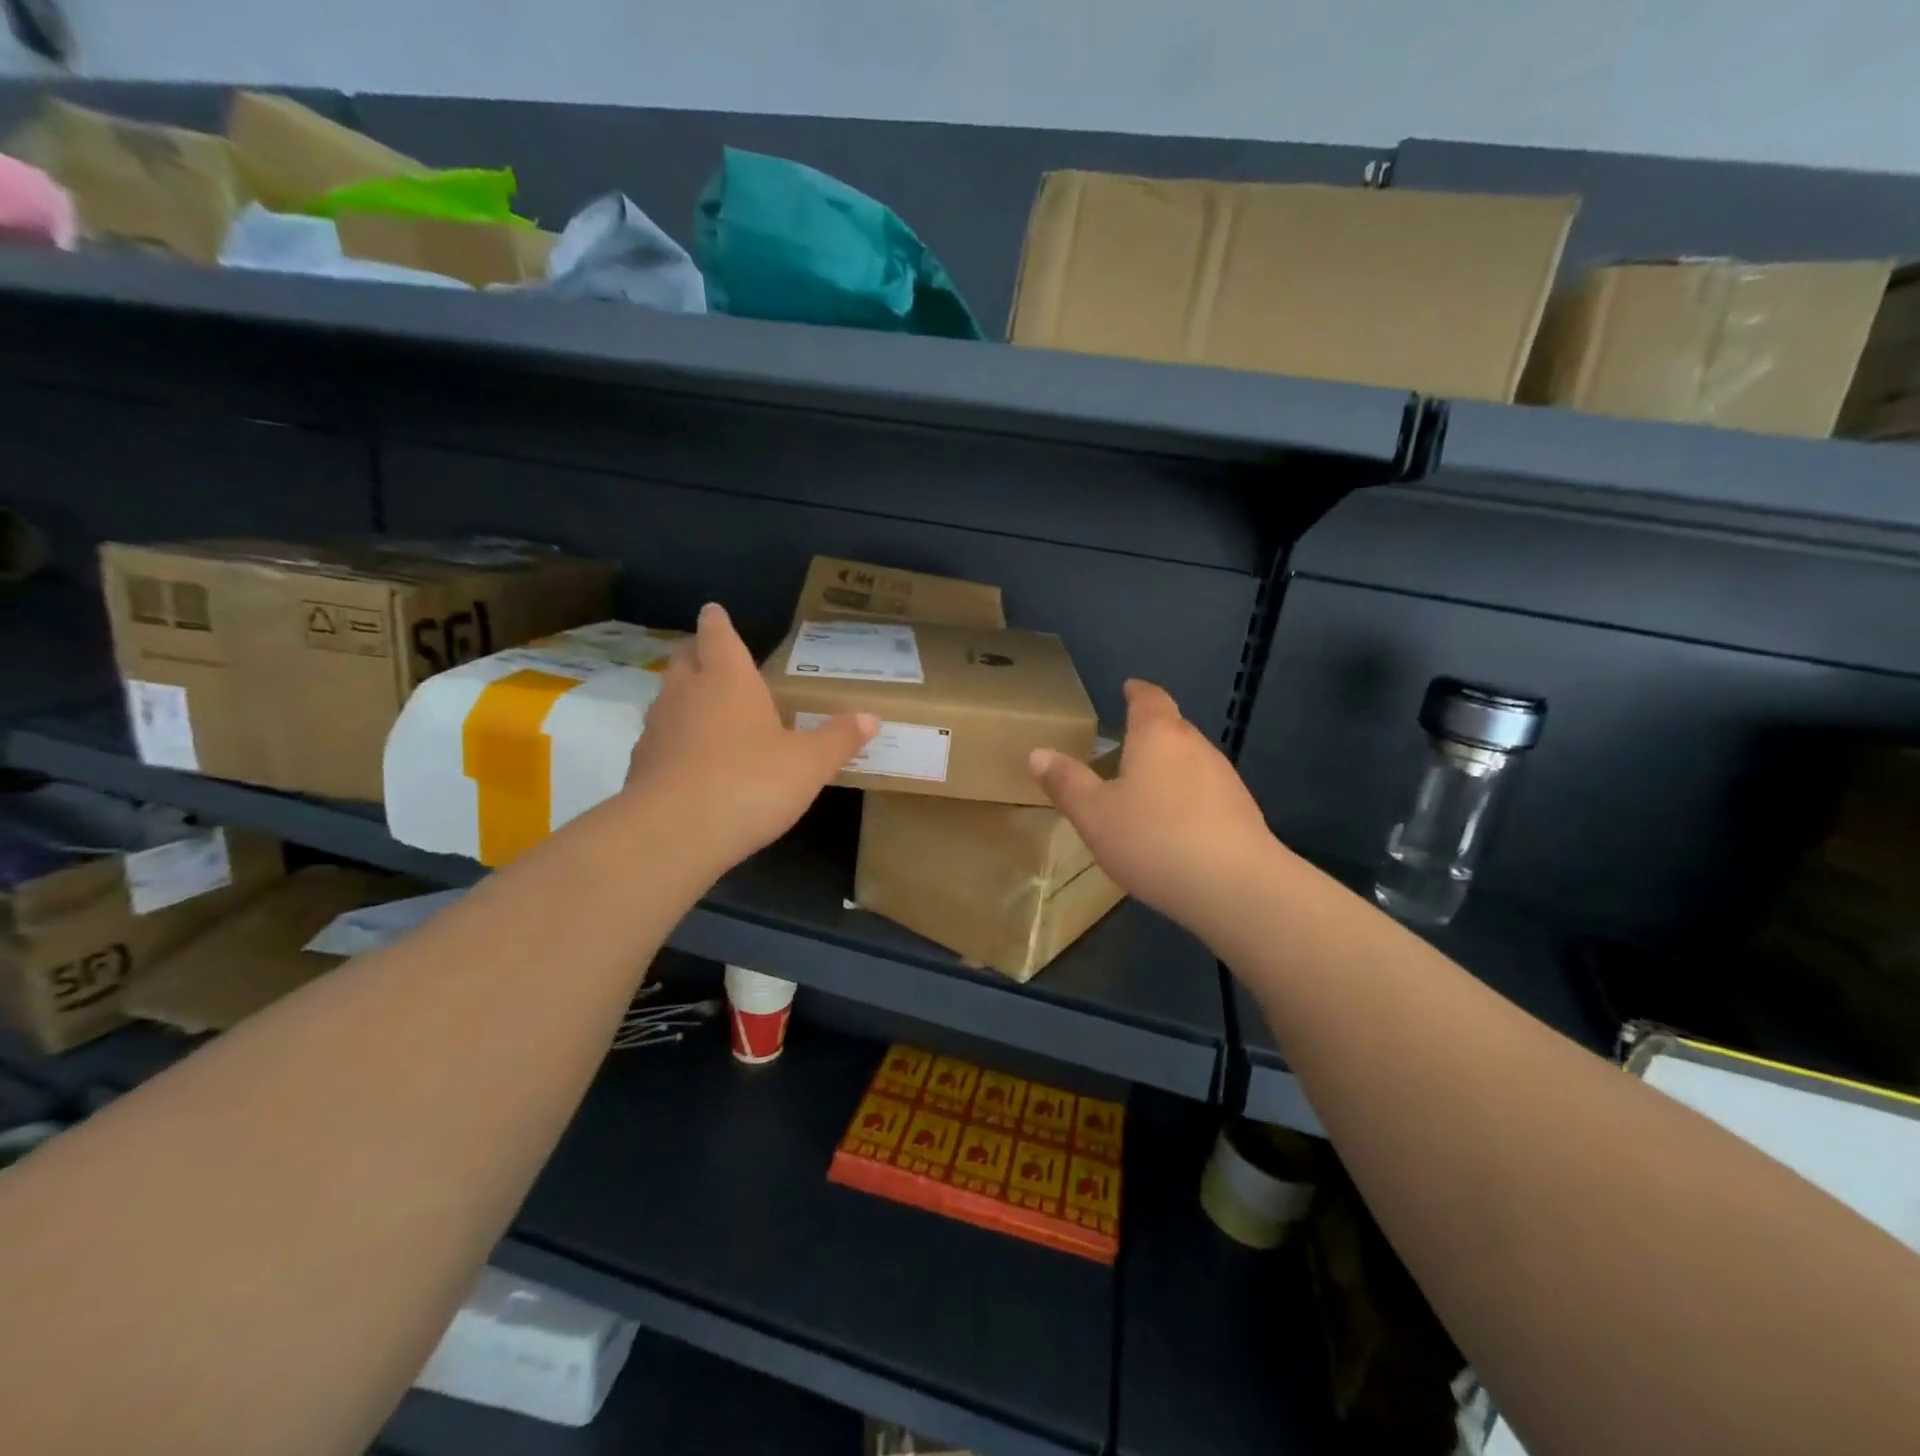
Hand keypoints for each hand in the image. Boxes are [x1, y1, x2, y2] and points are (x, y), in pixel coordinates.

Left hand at [625, 603, 874, 871]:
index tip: (714, 612)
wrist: (674, 833)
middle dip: (697, 654)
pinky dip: (674, 740)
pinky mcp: (640, 765)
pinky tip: (691, 761)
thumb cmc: (750, 782)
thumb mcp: (809, 764)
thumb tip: (871, 717)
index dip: (717, 623)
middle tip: (712, 658)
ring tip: (706, 709)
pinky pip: (660, 739)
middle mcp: (687, 694)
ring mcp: (658, 729)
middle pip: (684, 660)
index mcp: (729, 680)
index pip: (717, 636)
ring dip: (683, 697)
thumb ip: (838, 739)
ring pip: (667, 698)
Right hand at [1030, 679, 1276, 932]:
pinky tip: (1176, 822)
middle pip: (1173, 726)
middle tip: (1128, 741)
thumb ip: (1067, 782)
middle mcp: (1196, 746)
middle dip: (1152, 730)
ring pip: (1192, 759)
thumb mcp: (1094, 814)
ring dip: (1171, 765)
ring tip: (1148, 784)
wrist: (1235, 886)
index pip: (1149, 699)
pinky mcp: (1243, 811)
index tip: (1129, 687)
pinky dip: (1188, 795)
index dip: (1137, 692)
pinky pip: (1207, 791)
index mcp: (1158, 736)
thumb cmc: (1153, 839)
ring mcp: (1225, 778)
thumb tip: (1038, 753)